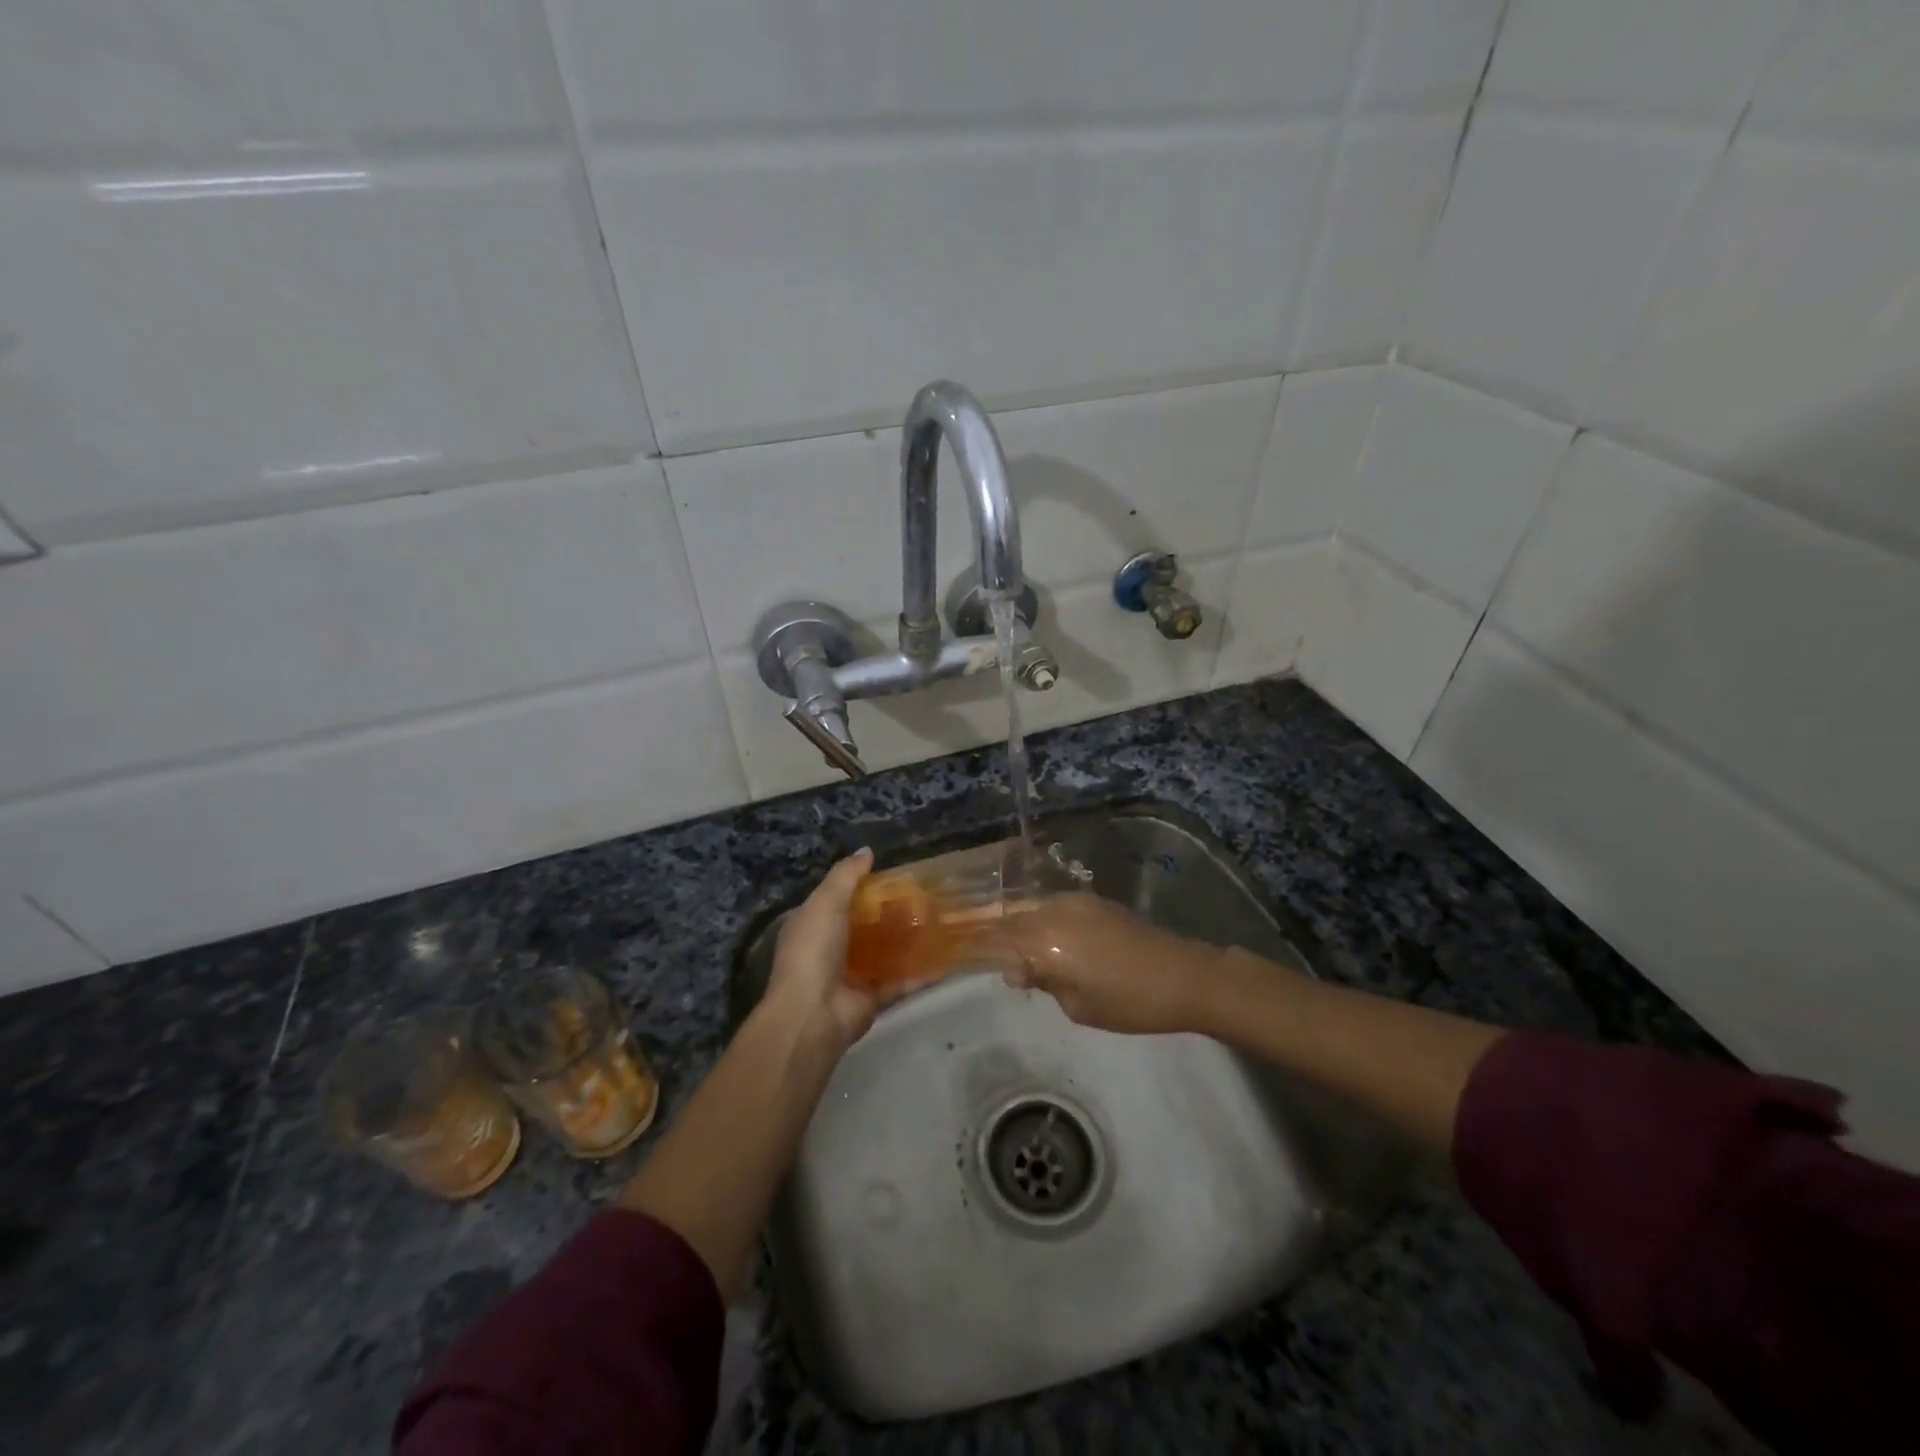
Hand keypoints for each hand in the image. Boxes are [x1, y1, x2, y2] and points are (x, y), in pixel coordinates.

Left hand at [763, 849, 922, 1048]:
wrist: (813, 1013)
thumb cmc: (814, 949)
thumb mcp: (826, 902)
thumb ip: (846, 875)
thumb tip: (867, 851)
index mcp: (814, 925)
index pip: (839, 900)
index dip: (864, 887)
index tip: (894, 875)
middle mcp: (831, 949)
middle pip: (866, 926)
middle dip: (892, 912)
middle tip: (925, 896)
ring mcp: (853, 975)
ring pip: (886, 953)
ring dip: (909, 940)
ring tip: (941, 921)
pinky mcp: (873, 998)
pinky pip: (901, 981)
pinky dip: (921, 973)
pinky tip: (946, 959)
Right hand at [981, 894, 1225, 1035]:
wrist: (1183, 976)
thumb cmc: (1128, 1001)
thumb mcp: (1077, 1005)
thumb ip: (1041, 981)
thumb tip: (1016, 970)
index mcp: (1044, 939)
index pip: (996, 939)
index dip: (974, 947)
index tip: (955, 954)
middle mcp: (1053, 912)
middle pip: (1010, 920)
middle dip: (992, 935)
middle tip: (978, 953)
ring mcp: (1075, 902)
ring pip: (1031, 912)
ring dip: (1017, 928)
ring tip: (1010, 951)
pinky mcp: (1094, 902)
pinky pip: (1053, 909)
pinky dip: (1040, 922)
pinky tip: (1043, 941)